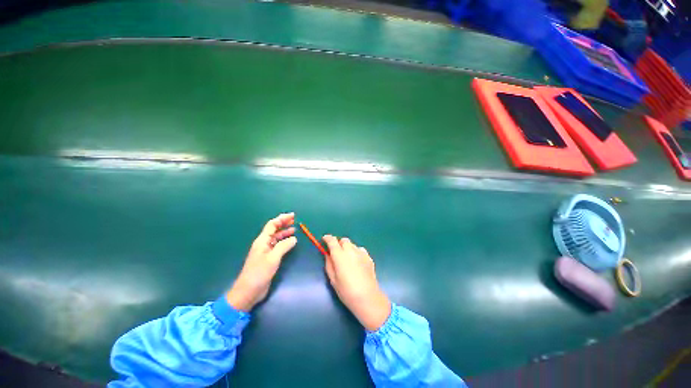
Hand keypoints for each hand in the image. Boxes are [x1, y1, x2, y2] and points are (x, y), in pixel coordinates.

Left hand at [226, 213, 296, 311]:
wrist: (248, 291)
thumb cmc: (259, 273)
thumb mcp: (273, 258)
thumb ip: (283, 246)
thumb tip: (293, 238)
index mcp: (262, 241)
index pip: (272, 225)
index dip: (282, 219)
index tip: (292, 216)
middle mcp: (263, 244)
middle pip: (274, 229)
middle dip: (283, 223)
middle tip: (294, 220)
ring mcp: (265, 251)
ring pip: (276, 237)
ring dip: (284, 232)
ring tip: (294, 229)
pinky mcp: (268, 258)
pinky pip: (277, 245)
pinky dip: (284, 241)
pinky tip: (290, 242)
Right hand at [322, 235, 390, 330]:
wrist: (368, 297)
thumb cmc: (347, 291)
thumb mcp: (333, 280)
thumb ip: (329, 264)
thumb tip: (328, 255)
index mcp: (340, 255)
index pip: (332, 241)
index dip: (327, 238)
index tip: (324, 239)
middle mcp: (351, 250)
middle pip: (344, 240)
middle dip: (339, 244)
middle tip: (336, 253)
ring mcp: (361, 253)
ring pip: (352, 244)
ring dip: (348, 248)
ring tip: (347, 259)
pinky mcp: (369, 257)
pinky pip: (360, 250)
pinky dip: (356, 253)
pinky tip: (356, 263)